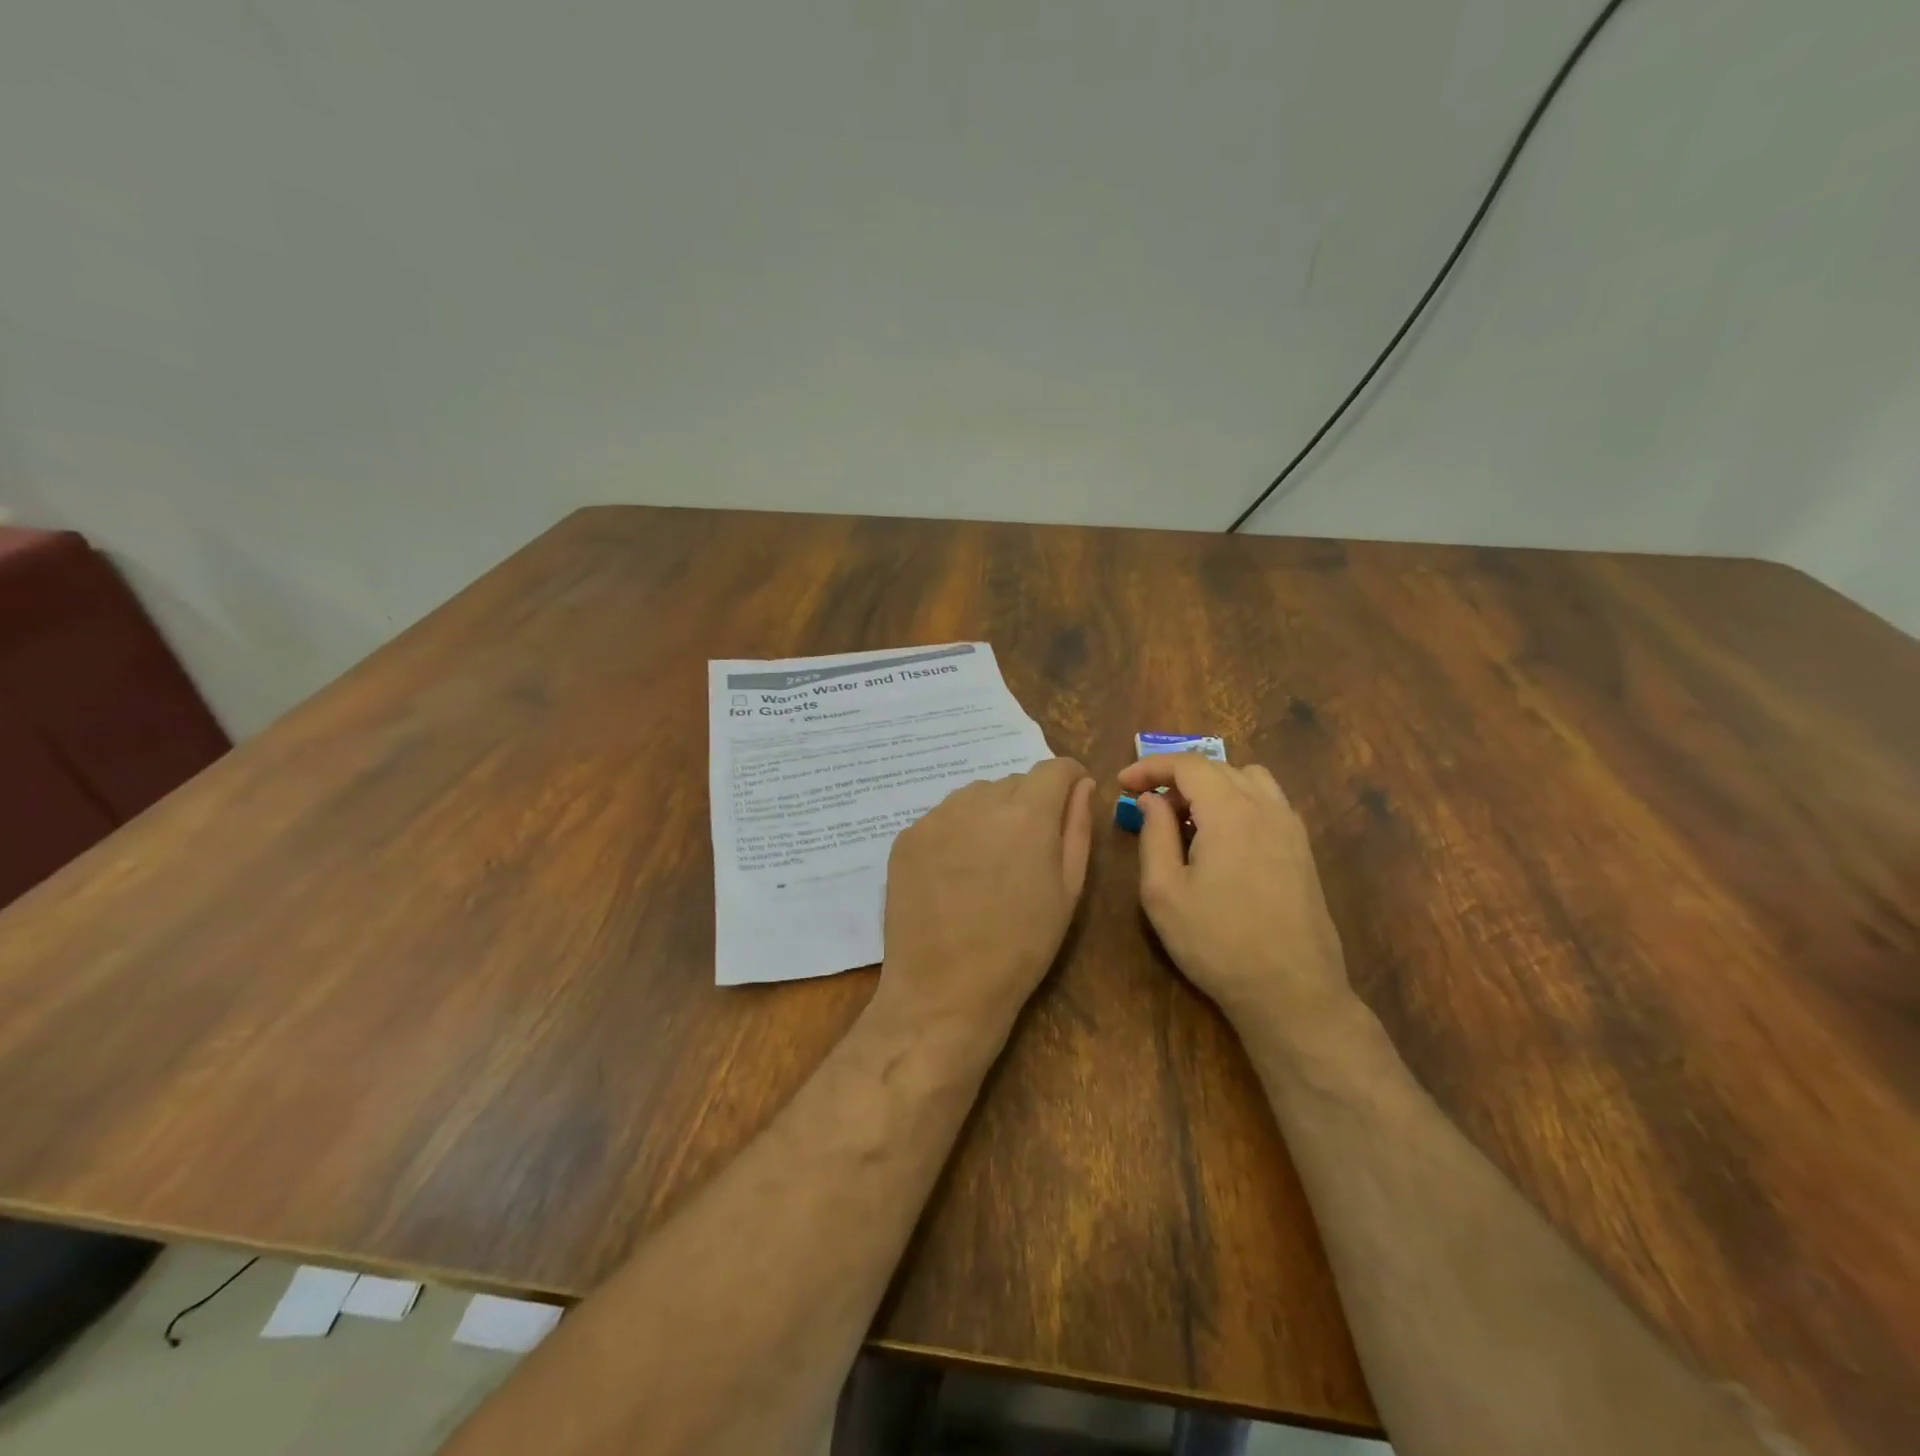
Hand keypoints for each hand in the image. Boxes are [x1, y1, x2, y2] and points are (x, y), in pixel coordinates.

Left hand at [876, 758, 1095, 1051]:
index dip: (1069, 779)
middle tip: (1027, 851)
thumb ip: (1077, 827)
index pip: (1054, 768)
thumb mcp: (1067, 890)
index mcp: (1026, 814)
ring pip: (975, 797)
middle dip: (1029, 803)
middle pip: (1013, 782)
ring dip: (990, 815)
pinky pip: (943, 818)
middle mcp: (978, 801)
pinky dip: (956, 833)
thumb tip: (1081, 785)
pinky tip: (955, 875)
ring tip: (988, 864)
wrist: (944, 990)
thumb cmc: (1021, 946)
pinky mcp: (906, 837)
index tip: (1070, 800)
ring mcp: (936, 818)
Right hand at [1120, 755, 1353, 1042]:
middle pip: (1218, 767)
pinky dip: (1238, 801)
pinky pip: (1268, 802)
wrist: (1291, 992)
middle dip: (1177, 777)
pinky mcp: (1302, 850)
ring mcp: (1291, 828)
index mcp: (1230, 812)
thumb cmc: (1216, 943)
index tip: (1122, 783)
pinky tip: (1221, 837)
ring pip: (1249, 779)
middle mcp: (1266, 808)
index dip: (1150, 767)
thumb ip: (1154, 835)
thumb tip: (1151, 800)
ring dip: (1212, 785)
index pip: (1187, 765)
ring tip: (1187, 817)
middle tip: (1147, 804)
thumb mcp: (1164, 892)